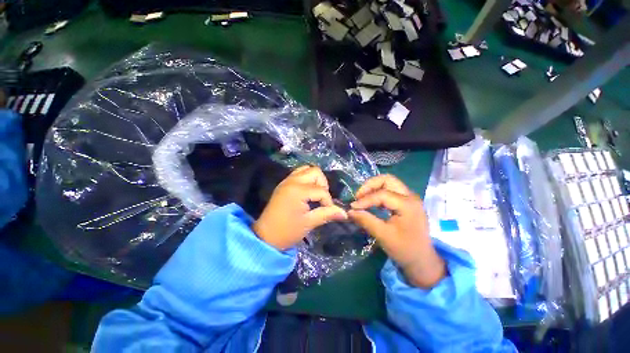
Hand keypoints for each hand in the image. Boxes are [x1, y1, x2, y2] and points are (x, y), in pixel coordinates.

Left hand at [253, 166, 347, 250]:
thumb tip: (345, 213)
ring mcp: (286, 181)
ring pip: (306, 169)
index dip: (328, 201)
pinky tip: (307, 193)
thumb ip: (327, 214)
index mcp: (298, 191)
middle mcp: (292, 181)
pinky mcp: (284, 184)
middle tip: (321, 199)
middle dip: (322, 184)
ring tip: (315, 194)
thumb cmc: (287, 231)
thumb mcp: (309, 223)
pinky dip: (306, 179)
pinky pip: (298, 174)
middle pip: (315, 171)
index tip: (327, 211)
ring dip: (314, 180)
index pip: (321, 190)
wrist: (265, 237)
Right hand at [348, 175, 445, 287]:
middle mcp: (410, 196)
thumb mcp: (383, 235)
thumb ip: (366, 220)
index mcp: (408, 204)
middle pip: (387, 180)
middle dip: (370, 185)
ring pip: (389, 183)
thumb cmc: (405, 249)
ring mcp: (410, 198)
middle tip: (358, 196)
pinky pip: (390, 191)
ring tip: (362, 198)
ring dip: (374, 188)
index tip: (352, 207)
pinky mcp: (407, 203)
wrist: (423, 261)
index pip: (382, 194)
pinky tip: (371, 202)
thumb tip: (349, 211)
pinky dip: (378, 193)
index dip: (365, 199)